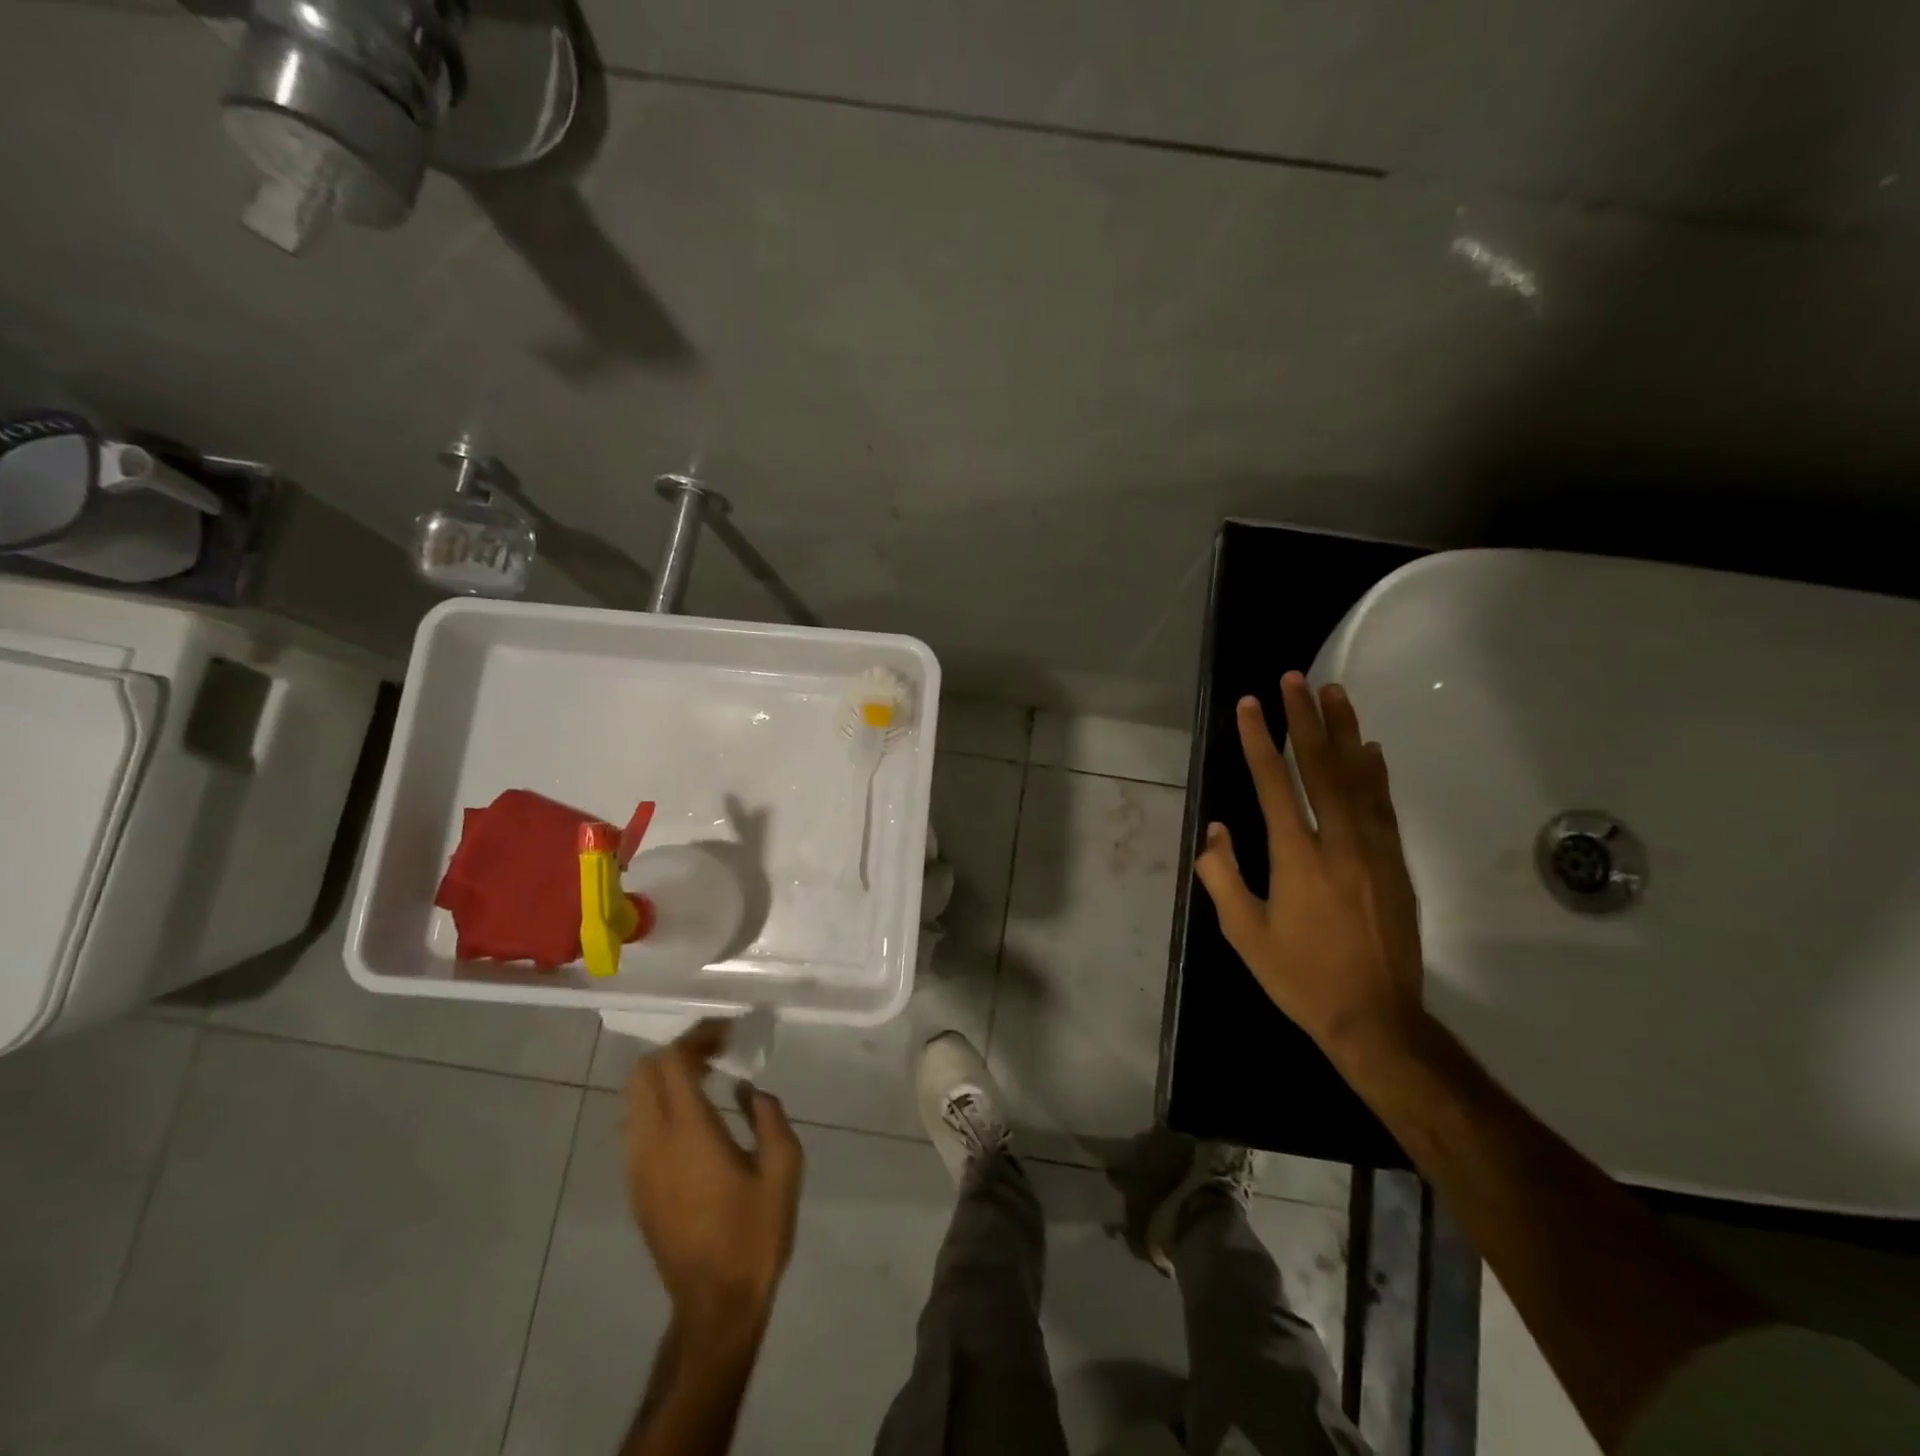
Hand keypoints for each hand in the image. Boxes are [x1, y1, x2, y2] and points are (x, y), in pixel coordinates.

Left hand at [623, 1020, 803, 1343]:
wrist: (715, 1305)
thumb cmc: (755, 1234)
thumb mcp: (783, 1169)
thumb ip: (769, 1117)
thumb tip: (749, 1091)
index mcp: (689, 1134)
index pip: (673, 1063)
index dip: (697, 1037)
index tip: (728, 1032)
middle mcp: (653, 1144)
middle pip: (644, 1074)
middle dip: (677, 1052)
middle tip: (716, 1052)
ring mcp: (638, 1167)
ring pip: (634, 1100)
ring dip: (664, 1078)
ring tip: (705, 1078)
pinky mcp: (635, 1188)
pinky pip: (635, 1127)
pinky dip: (657, 1104)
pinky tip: (691, 1116)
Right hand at [1194, 672, 1424, 1057]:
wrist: (1377, 1020)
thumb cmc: (1301, 978)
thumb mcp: (1245, 935)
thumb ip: (1223, 878)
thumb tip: (1215, 831)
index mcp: (1297, 859)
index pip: (1274, 784)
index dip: (1258, 741)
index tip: (1250, 705)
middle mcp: (1339, 843)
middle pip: (1320, 767)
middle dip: (1304, 719)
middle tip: (1295, 679)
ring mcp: (1374, 851)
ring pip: (1358, 778)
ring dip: (1344, 731)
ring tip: (1334, 692)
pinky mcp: (1396, 864)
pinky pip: (1384, 806)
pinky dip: (1375, 773)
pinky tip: (1370, 748)